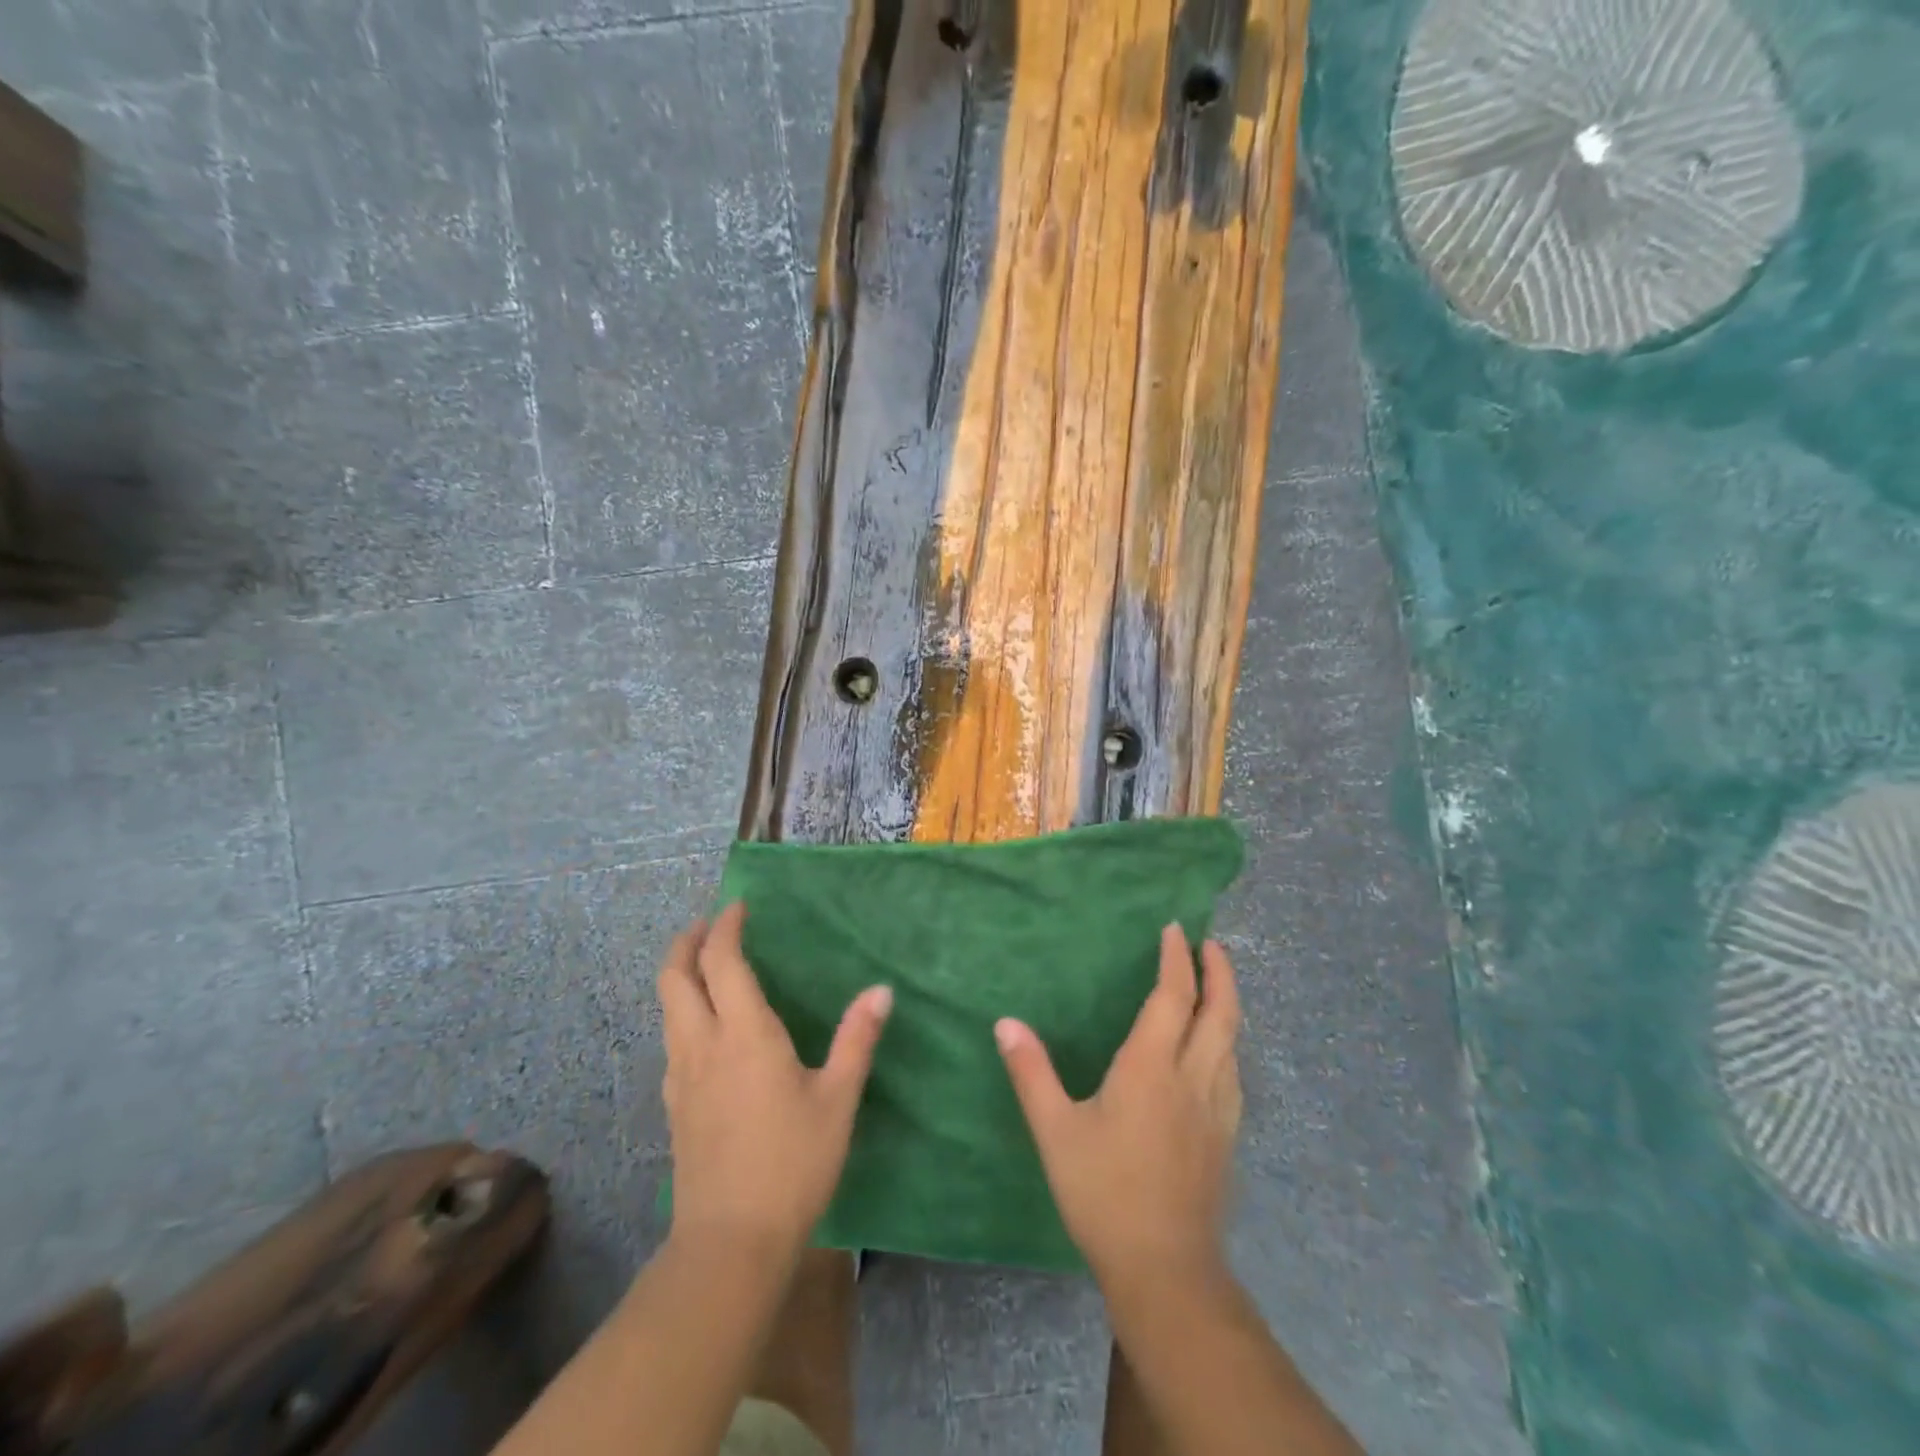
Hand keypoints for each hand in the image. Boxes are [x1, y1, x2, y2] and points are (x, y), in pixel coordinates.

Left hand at [658, 901, 892, 1257]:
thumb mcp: (838, 1099)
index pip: (721, 961)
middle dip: (688, 942)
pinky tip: (707, 1029)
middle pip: (676, 977)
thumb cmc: (793, 1163)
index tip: (739, 906)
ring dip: (681, 975)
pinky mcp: (675, 1106)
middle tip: (710, 924)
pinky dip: (683, 1012)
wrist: (730, 1243)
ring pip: (668, 1008)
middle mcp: (703, 1044)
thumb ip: (857, 1039)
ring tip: (707, 966)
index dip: (726, 927)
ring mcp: (681, 1077)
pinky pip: (672, 1039)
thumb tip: (881, 990)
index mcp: (744, 1034)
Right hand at [995, 925, 1241, 1282]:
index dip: (1176, 959)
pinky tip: (1216, 1053)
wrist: (1165, 1269)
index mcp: (1152, 1067)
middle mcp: (1193, 1077)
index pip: (1173, 996)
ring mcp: (1217, 1109)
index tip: (1175, 928)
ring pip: (1233, 1041)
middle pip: (1220, 1012)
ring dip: (1227, 1004)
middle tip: (1211, 944)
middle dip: (1219, 972)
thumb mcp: (1055, 1131)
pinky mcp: (1225, 1136)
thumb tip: (1005, 1023)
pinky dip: (1228, 1043)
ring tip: (1215, 986)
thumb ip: (1031, 1072)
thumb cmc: (1104, 1193)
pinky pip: (1233, 1071)